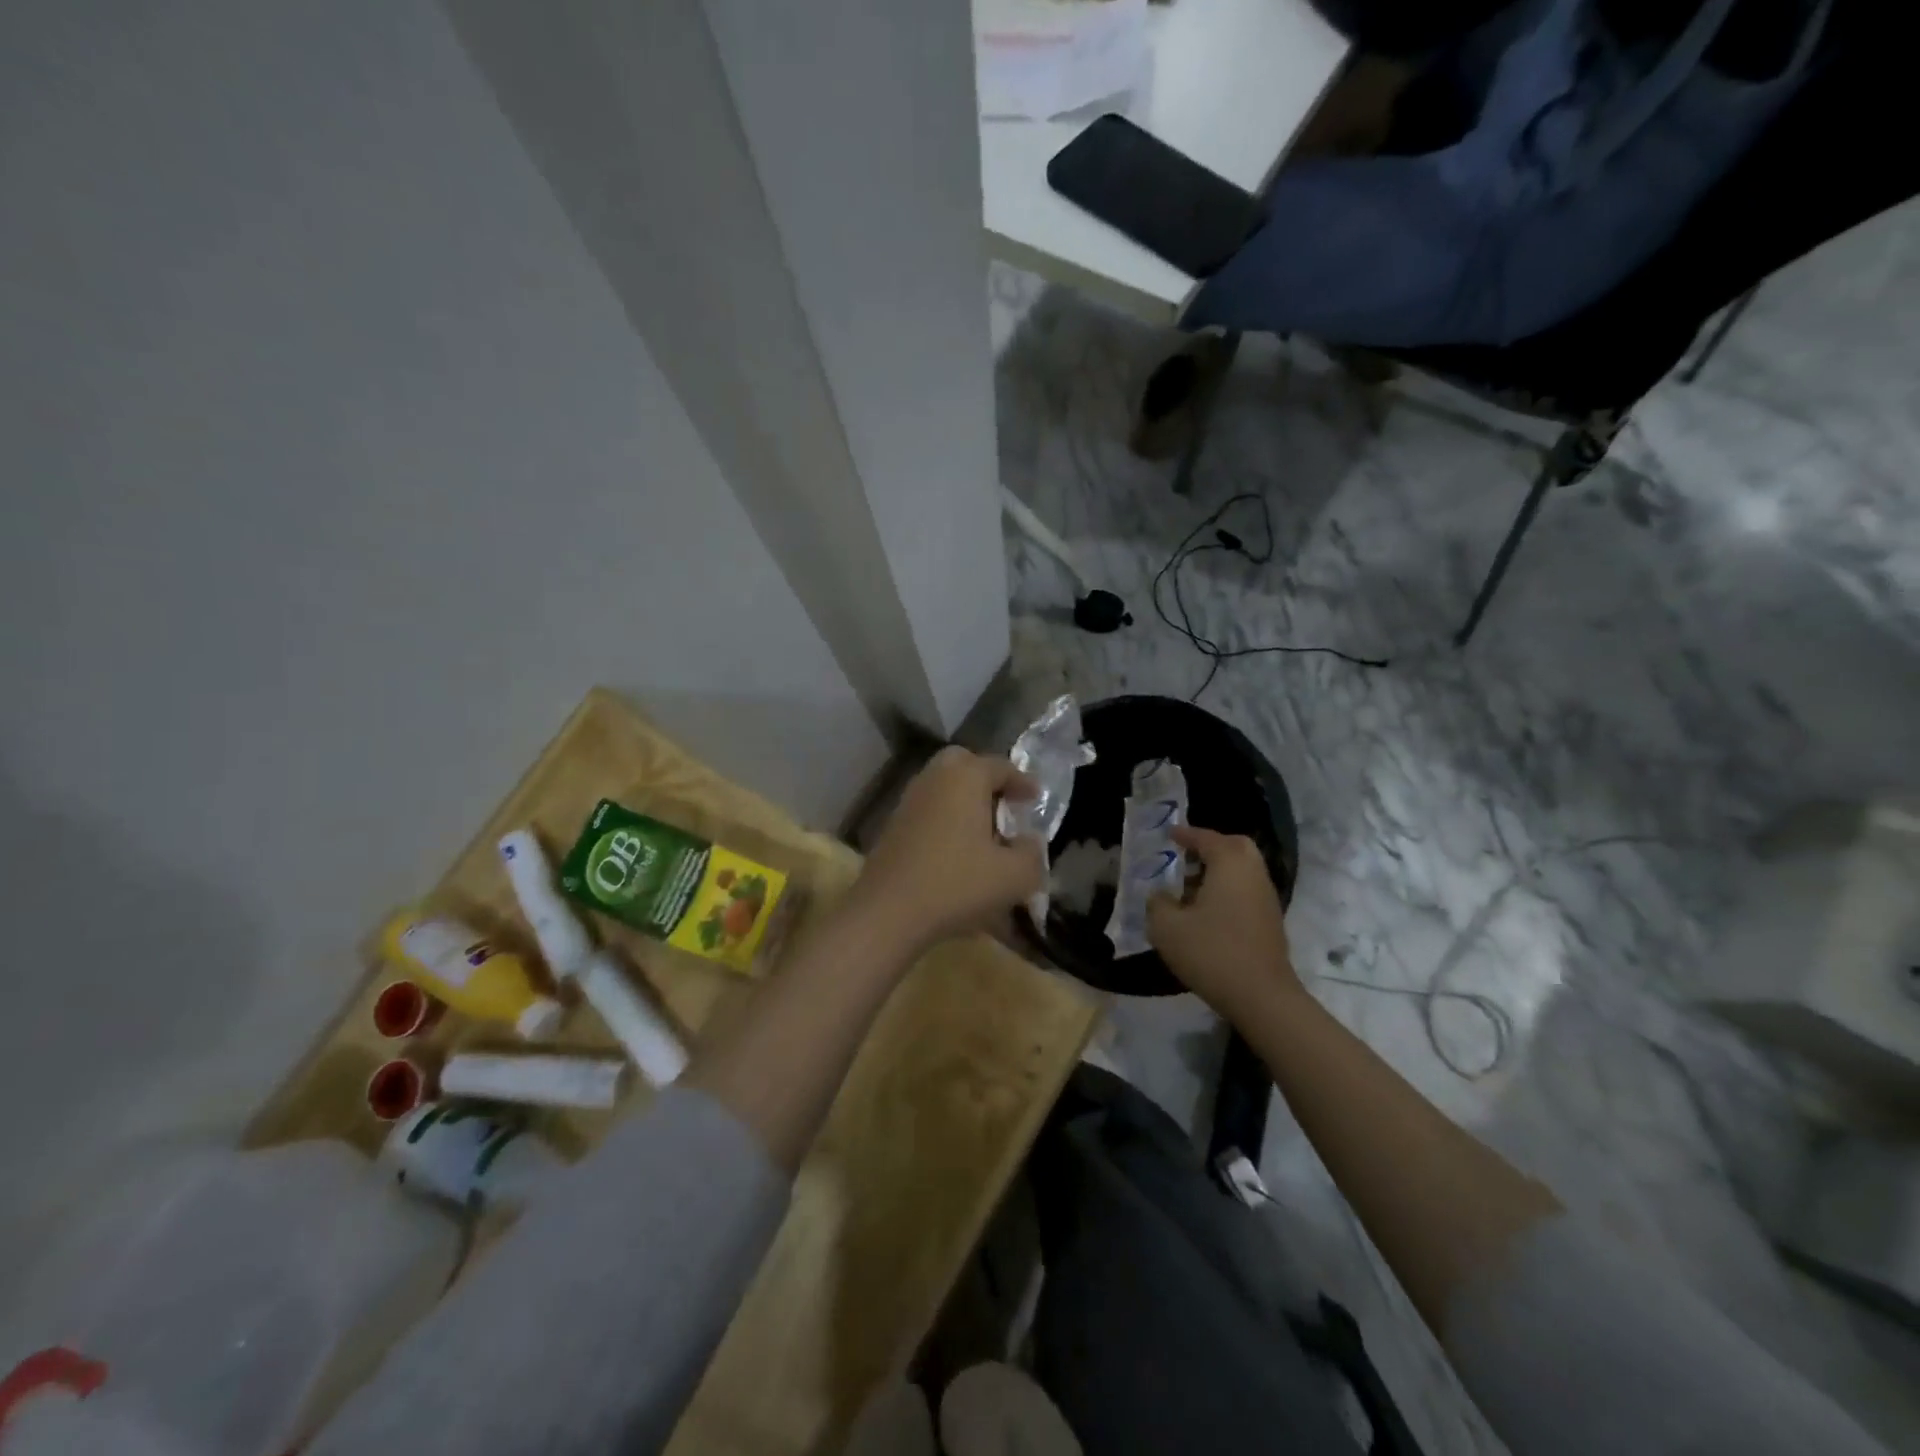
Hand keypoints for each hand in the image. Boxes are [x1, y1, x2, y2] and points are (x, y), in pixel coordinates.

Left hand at [847, 746, 1045, 957]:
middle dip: (987, 780)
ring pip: (943, 788)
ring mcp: (909, 800)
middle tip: (1005, 804)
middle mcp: (935, 778)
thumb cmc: (957, 884)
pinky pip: (928, 810)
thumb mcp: (1014, 876)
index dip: (1023, 782)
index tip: (1035, 798)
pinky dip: (946, 820)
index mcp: (966, 777)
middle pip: (964, 765)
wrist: (888, 912)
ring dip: (965, 801)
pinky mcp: (892, 826)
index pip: (1001, 766)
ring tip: (985, 832)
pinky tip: (958, 850)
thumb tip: (1029, 843)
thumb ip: (1032, 854)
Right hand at [1148, 826, 1301, 1022]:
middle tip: (1185, 856)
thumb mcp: (1167, 927)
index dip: (1185, 834)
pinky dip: (1227, 891)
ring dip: (1217, 872)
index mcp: (1229, 864)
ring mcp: (1266, 898)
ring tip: (1188, 888)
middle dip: (1210, 847)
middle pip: (1234, 847)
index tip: (1169, 834)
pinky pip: (1246, 892)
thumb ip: (1157, 903)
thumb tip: (1161, 895)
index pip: (1206, 838)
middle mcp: (1253, 873)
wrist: (1261, 997)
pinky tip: (1205, 912)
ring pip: (1242, 871)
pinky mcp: (1270, 922)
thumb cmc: (1211, 952)